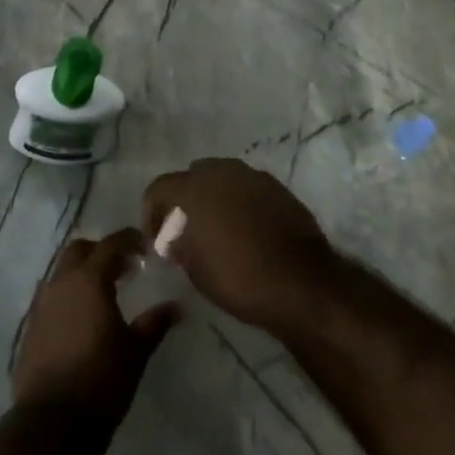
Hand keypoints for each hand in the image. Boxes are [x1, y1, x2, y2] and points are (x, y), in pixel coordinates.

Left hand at [12, 228, 178, 423]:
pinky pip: (51, 297)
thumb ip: (154, 323)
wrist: (52, 423)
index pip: (110, 245)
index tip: (144, 245)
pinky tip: (81, 318)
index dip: (128, 240)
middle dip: (101, 251)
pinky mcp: (31, 327)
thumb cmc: (101, 381)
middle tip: (123, 267)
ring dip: (82, 273)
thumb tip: (176, 306)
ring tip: (103, 293)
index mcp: (89, 279)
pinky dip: (68, 296)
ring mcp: (42, 303)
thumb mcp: (135, 352)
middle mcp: (61, 282)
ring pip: (62, 272)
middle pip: (79, 250)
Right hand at [142, 158, 338, 332]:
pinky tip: (245, 230)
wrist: (302, 284)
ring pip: (222, 178)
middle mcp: (222, 171)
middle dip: (184, 199)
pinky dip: (239, 203)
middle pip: (192, 176)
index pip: (160, 187)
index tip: (154, 238)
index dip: (151, 211)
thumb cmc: (240, 278)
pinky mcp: (277, 188)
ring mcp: (253, 176)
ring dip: (214, 198)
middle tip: (185, 229)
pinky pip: (247, 189)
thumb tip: (173, 238)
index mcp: (196, 187)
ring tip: (217, 228)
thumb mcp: (197, 271)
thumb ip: (179, 246)